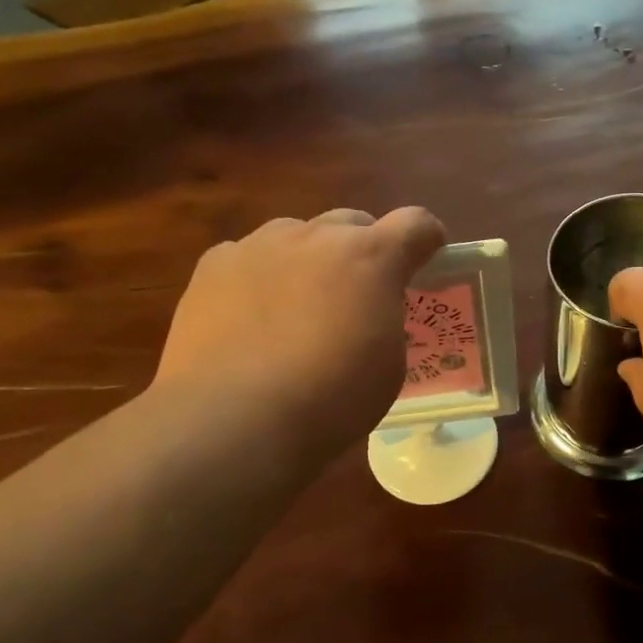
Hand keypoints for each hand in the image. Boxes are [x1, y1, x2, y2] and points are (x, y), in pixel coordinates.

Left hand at [154, 207, 445, 460]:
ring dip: (310, 260)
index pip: (416, 223)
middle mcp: (316, 236)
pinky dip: (260, 277)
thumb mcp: (389, 366)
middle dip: (364, 249)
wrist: (235, 419)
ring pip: (297, 235)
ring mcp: (259, 245)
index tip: (429, 259)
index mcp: (371, 257)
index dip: (427, 239)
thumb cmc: (331, 400)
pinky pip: (249, 257)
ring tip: (299, 308)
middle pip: (352, 222)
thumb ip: (387, 320)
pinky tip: (252, 318)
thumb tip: (369, 312)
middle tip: (360, 293)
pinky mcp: (213, 265)